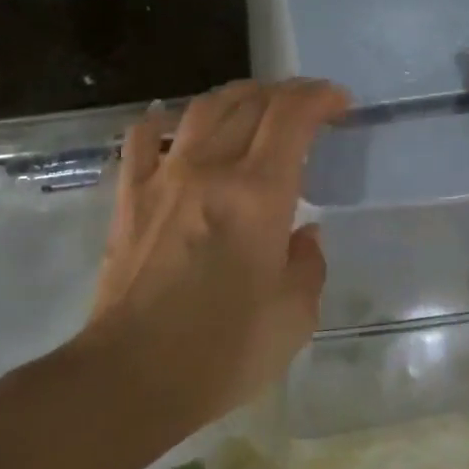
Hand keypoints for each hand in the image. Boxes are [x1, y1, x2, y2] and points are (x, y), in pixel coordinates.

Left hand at [80, 78, 351, 431]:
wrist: (132, 376)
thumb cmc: (224, 351)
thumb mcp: (295, 316)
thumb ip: (308, 265)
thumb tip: (305, 235)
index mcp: (259, 194)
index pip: (292, 117)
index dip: (319, 97)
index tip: (339, 102)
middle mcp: (211, 170)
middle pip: (249, 103)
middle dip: (285, 92)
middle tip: (305, 103)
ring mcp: (163, 179)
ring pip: (201, 110)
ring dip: (235, 96)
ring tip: (253, 103)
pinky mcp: (129, 199)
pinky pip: (141, 140)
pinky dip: (161, 120)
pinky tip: (171, 121)